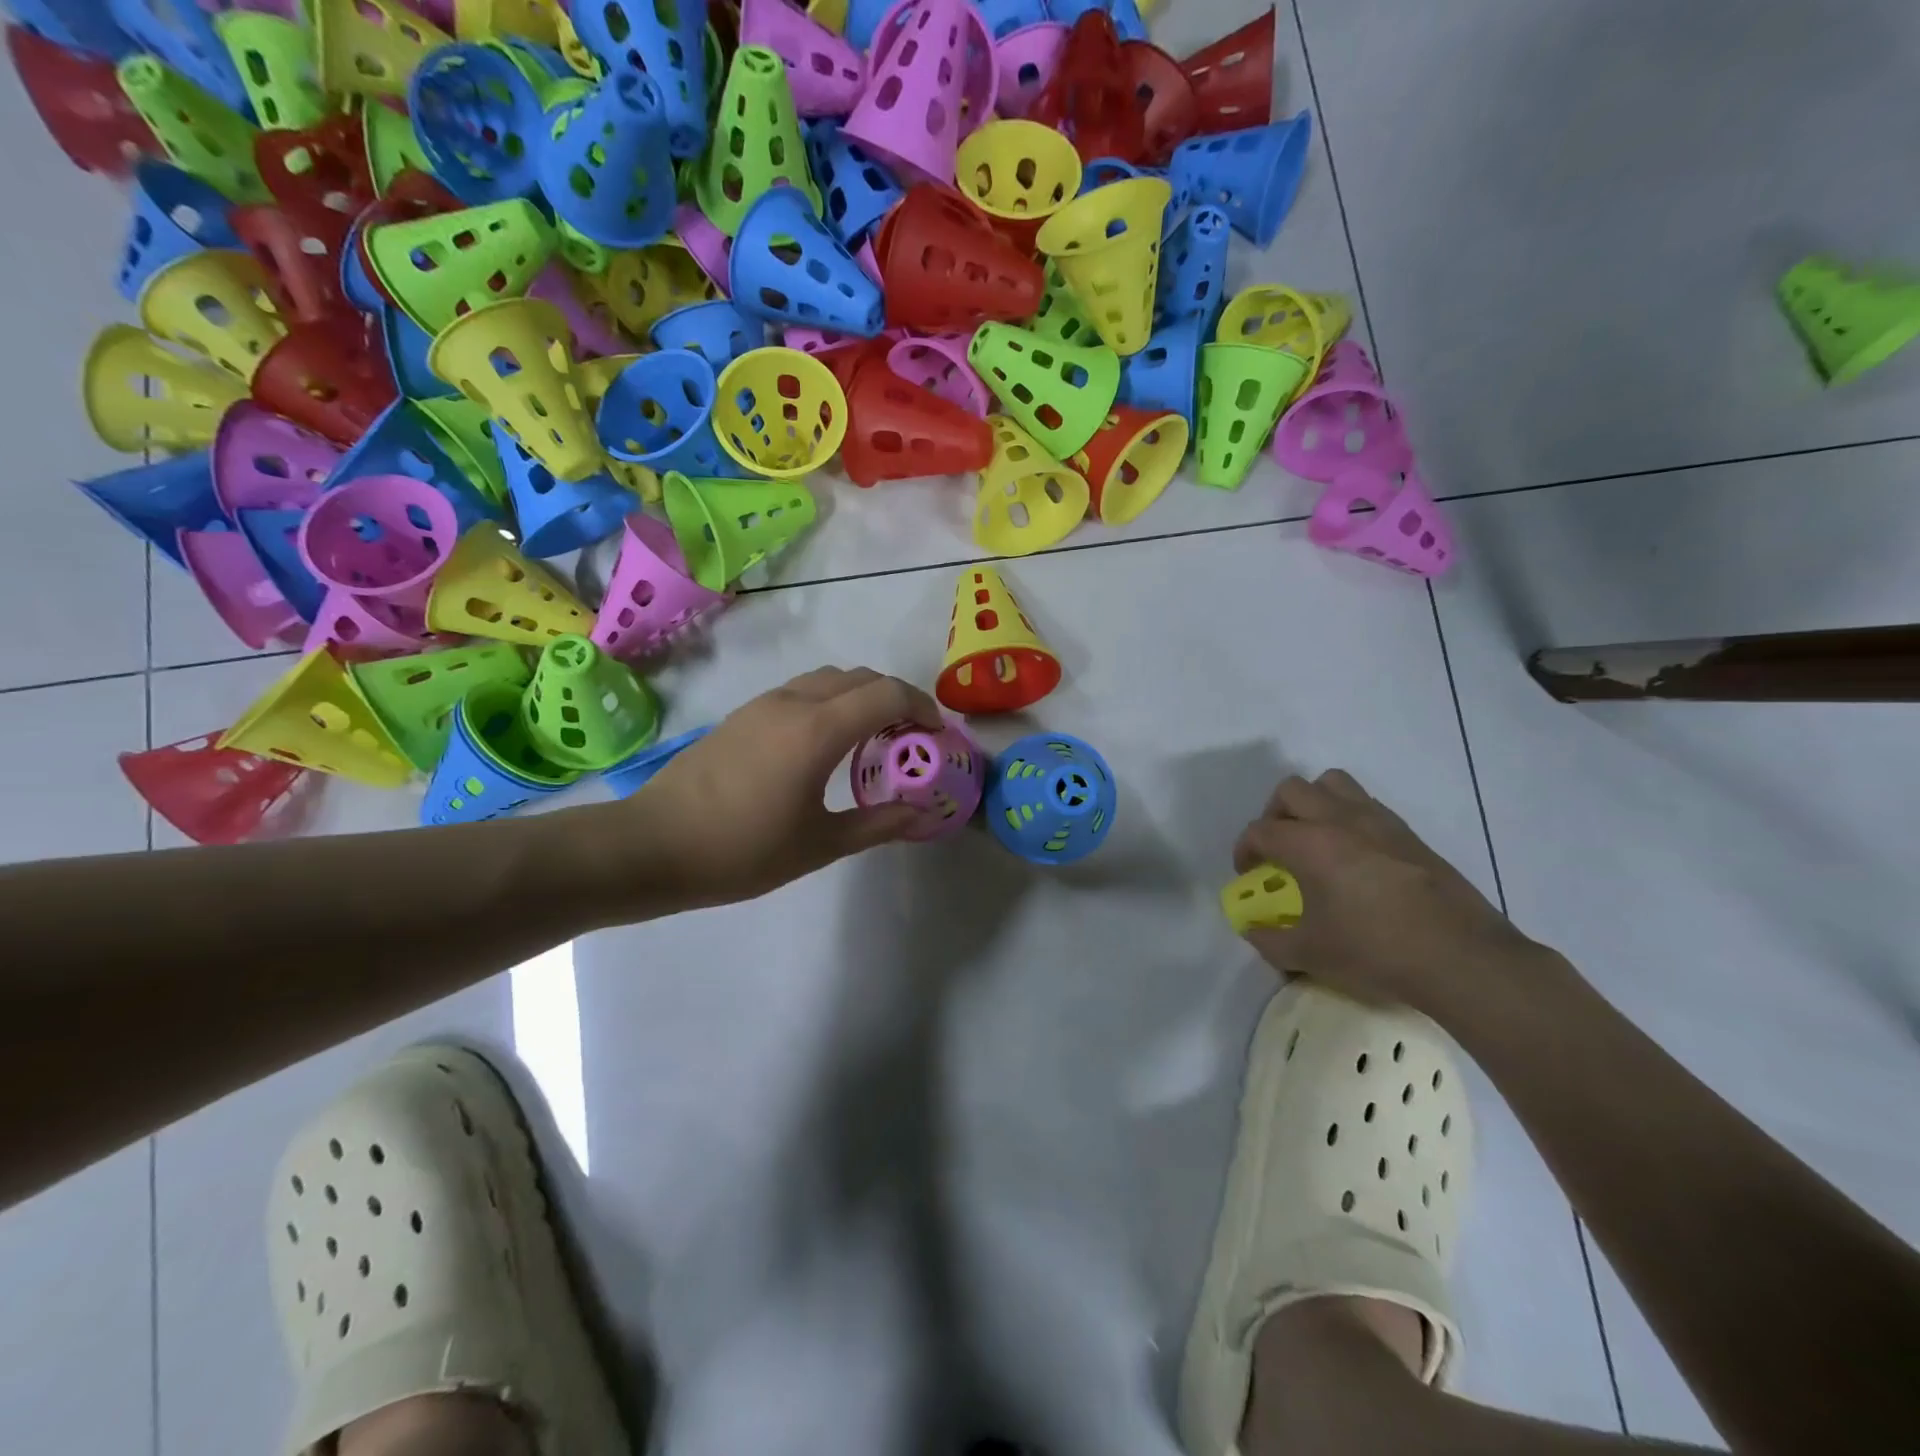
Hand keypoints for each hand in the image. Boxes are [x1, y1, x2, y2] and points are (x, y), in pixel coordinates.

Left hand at [633, 666, 944, 905]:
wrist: (653, 845)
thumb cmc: (742, 850)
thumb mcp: (819, 844)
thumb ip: (877, 824)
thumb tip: (921, 815)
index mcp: (818, 730)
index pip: (887, 693)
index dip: (921, 707)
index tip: (935, 736)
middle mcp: (794, 702)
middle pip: (861, 677)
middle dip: (895, 698)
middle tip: (909, 738)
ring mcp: (764, 704)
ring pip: (828, 679)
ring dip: (860, 697)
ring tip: (871, 738)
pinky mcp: (743, 715)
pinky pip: (802, 691)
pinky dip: (830, 703)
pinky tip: (825, 745)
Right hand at [1233, 770, 1540, 1014]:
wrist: (1461, 956)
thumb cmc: (1375, 950)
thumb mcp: (1310, 954)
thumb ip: (1270, 940)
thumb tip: (1253, 930)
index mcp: (1309, 844)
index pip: (1260, 830)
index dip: (1245, 849)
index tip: (1249, 873)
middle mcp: (1339, 820)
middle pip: (1291, 791)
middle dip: (1273, 815)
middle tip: (1278, 848)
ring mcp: (1378, 821)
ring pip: (1332, 783)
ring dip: (1313, 803)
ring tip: (1314, 838)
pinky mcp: (1408, 833)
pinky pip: (1365, 804)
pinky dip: (1347, 816)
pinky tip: (1355, 855)